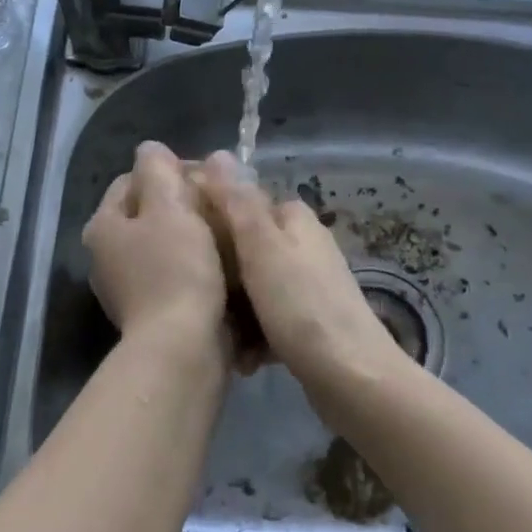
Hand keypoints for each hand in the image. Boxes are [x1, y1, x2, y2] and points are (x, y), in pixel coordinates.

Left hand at [84, 141, 228, 354]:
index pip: (133, 180)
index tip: (210, 178)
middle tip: (223, 203)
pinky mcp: (153, 311)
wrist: (183, 349)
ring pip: (166, 243)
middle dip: (187, 203)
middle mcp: (107, 255)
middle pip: (150, 212)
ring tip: (231, 232)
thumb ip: (158, 170)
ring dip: (195, 234)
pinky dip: (197, 265)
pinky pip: (176, 273)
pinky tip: (225, 265)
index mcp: (104, 226)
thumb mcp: (170, 208)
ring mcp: (128, 286)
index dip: (172, 171)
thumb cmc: (177, 270)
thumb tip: (150, 149)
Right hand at [199, 152, 410, 414]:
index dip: (210, 216)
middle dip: (219, 274)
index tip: (180, 238)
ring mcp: (309, 285)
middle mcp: (304, 246)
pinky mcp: (309, 322)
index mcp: (294, 220)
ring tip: (219, 334)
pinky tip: (243, 358)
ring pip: (252, 287)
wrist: (351, 378)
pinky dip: (254, 335)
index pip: (242, 202)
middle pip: (245, 248)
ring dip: (233, 311)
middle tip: (196, 294)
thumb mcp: (262, 248)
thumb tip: (217, 154)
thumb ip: (237, 203)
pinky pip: (268, 318)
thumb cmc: (301, 306)